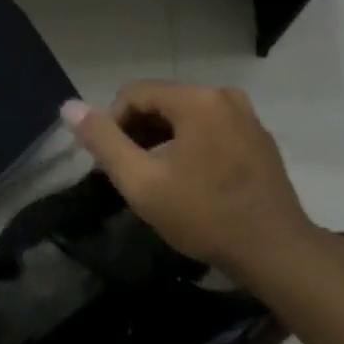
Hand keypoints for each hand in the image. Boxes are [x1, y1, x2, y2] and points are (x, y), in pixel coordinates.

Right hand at [62, 82, 313, 280]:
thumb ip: (103, 142)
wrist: (274, 250)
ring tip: (161, 183)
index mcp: (196, 99)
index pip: (133, 94)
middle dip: (139, 135)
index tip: (115, 167)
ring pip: (184, 117)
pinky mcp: (258, 136)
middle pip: (160, 102)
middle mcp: (224, 95)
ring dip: (163, 143)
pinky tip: (192, 183)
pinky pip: (210, 129)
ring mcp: (246, 115)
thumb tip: (69, 107)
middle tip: (135, 177)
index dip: (113, 127)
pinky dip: (191, 147)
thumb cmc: (203, 215)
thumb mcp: (142, 182)